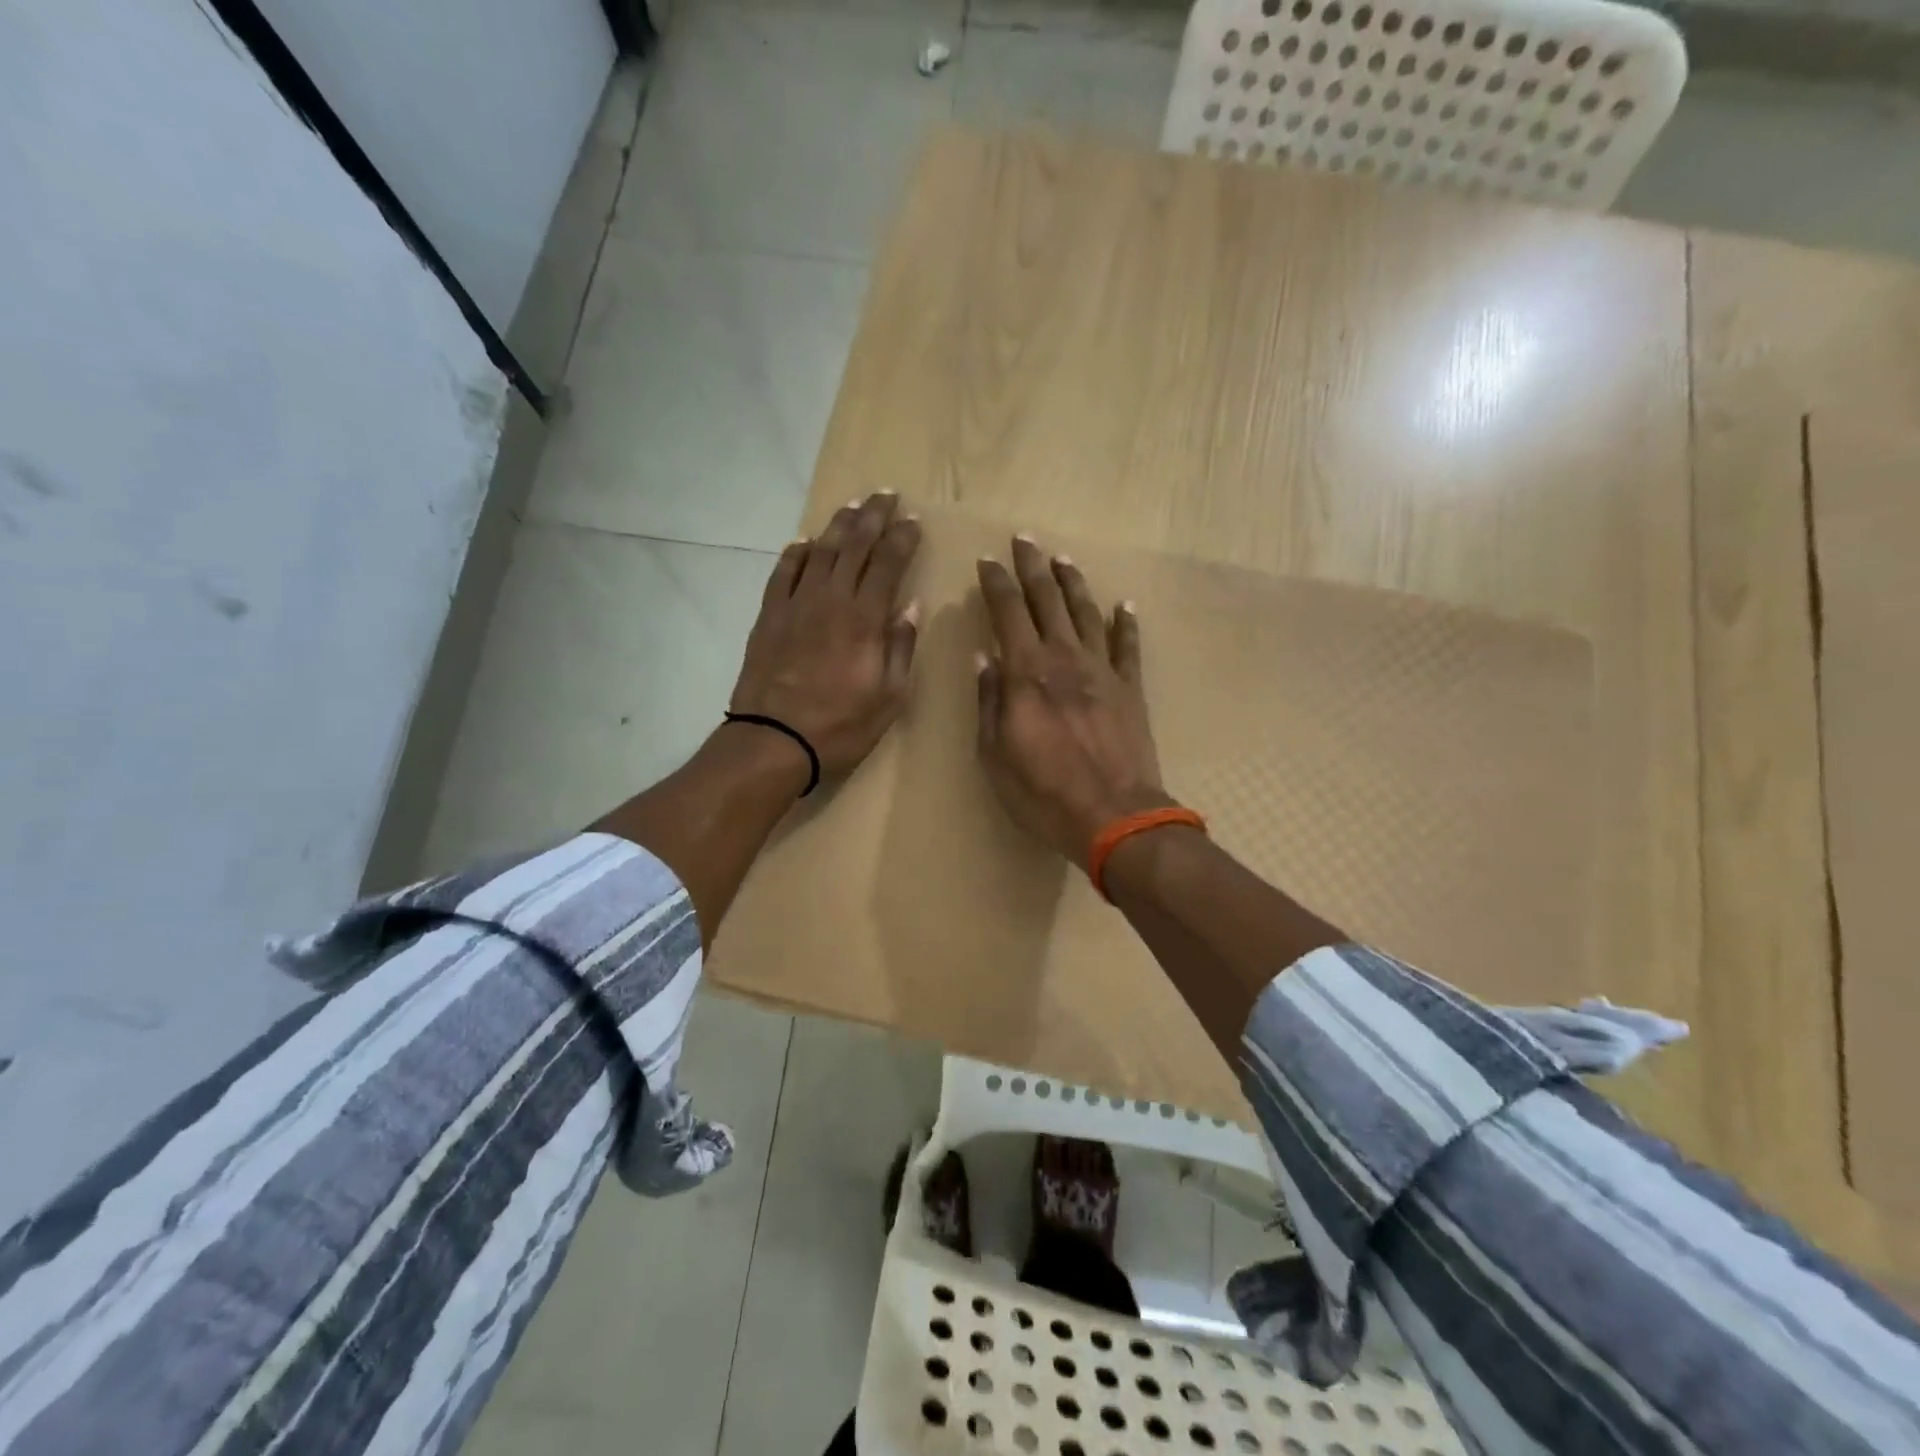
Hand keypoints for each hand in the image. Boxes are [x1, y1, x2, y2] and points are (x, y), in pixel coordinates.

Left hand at [729, 492, 921, 778]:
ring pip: (820, 552)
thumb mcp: (889, 697)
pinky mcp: (770, 616)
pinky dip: (797, 553)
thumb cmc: (841, 726)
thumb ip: (900, 646)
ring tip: (852, 507)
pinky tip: (806, 543)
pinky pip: (783, 573)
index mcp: (865, 619)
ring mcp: (796, 605)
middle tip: (886, 495)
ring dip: (838, 526)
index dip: (902, 539)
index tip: (914, 521)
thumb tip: (910, 605)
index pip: (887, 564)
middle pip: (853, 546)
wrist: (774, 741)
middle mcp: (830, 600)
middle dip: (873, 517)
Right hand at [975, 536, 1172, 868]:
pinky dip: (1126, 623)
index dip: (996, 583)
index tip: (987, 561)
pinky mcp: (1130, 688)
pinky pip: (1128, 647)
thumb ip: (990, 701)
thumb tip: (984, 658)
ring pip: (1087, 613)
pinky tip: (1124, 605)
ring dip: (1073, 583)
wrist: (1114, 815)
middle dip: (1032, 567)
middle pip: (1048, 600)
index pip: (1008, 612)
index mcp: (1027, 672)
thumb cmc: (1043, 792)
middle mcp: (1065, 658)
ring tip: (1063, 560)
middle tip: (1024, 540)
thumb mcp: (995, 753)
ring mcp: (1103, 670)